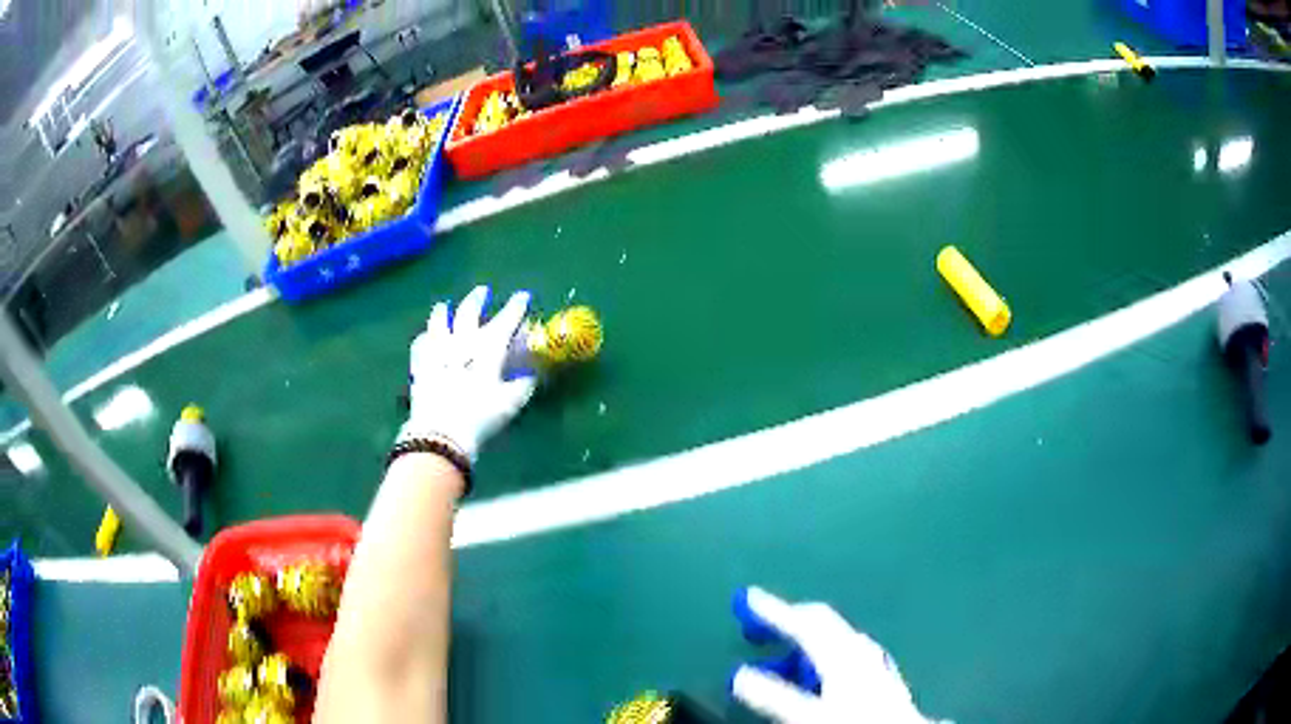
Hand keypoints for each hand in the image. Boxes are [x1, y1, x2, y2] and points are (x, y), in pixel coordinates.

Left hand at [402, 286, 536, 460]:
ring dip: (443, 312)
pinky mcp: (420, 366)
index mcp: (488, 348)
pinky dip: (425, 338)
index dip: (516, 307)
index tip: (523, 296)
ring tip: (445, 306)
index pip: (505, 320)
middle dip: (477, 299)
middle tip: (482, 291)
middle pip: (468, 312)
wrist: (441, 433)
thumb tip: (531, 375)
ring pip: (439, 322)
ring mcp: (437, 351)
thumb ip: (523, 386)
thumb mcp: (510, 404)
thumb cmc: (481, 417)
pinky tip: (426, 338)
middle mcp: (462, 342)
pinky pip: (420, 344)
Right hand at [731, 587, 937, 723]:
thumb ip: (775, 694)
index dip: (773, 610)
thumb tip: (739, 674)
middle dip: (790, 621)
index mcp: (842, 651)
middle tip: (759, 628)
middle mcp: (859, 649)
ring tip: (781, 660)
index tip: (747, 597)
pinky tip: (816, 678)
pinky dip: (821, 659)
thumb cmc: (855, 721)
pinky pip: (844, 656)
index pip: (804, 621)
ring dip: (805, 643)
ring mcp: (872, 661)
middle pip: (823, 623)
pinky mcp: (880, 677)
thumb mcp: (808, 713)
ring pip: (834, 640)